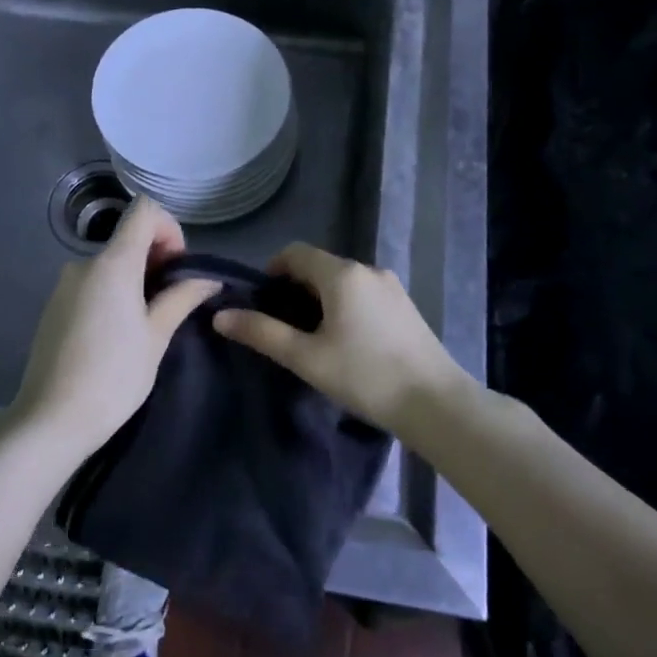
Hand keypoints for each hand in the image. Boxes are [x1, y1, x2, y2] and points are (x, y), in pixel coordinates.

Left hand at [9, 197, 220, 455]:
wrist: (51, 420)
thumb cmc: (113, 377)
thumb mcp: (156, 337)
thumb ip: (181, 298)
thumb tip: (208, 279)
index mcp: (112, 263)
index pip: (143, 210)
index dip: (169, 229)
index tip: (178, 267)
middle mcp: (83, 264)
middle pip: (127, 238)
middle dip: (156, 259)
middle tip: (172, 301)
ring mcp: (64, 285)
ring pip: (110, 264)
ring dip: (135, 279)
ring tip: (147, 323)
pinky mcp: (53, 306)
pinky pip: (91, 284)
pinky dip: (112, 293)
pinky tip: (117, 335)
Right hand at [213, 243, 471, 435]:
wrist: (435, 403)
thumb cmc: (365, 376)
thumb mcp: (306, 358)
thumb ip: (261, 333)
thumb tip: (221, 315)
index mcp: (342, 274)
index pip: (296, 252)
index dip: (272, 271)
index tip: (261, 302)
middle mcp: (368, 270)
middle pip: (320, 266)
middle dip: (295, 288)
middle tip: (282, 326)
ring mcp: (391, 287)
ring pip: (343, 281)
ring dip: (320, 299)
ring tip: (311, 338)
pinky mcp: (405, 306)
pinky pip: (364, 294)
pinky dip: (344, 306)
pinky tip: (345, 342)